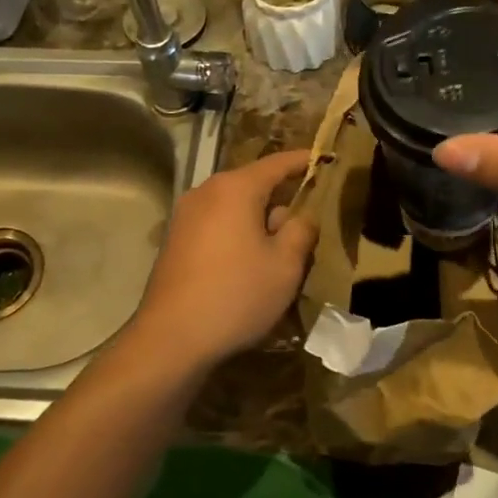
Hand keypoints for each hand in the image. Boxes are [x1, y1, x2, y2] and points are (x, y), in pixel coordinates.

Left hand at [130, 150, 316, 369]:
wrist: (171, 338)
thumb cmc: (236, 295)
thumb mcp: (285, 265)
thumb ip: (301, 231)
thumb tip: (300, 216)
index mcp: (235, 188)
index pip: (278, 163)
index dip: (304, 161)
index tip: (326, 159)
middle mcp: (206, 191)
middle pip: (253, 183)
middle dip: (281, 196)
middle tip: (309, 216)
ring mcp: (185, 215)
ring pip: (234, 205)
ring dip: (258, 218)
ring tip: (281, 245)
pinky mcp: (175, 239)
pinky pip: (216, 223)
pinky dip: (237, 231)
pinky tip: (248, 261)